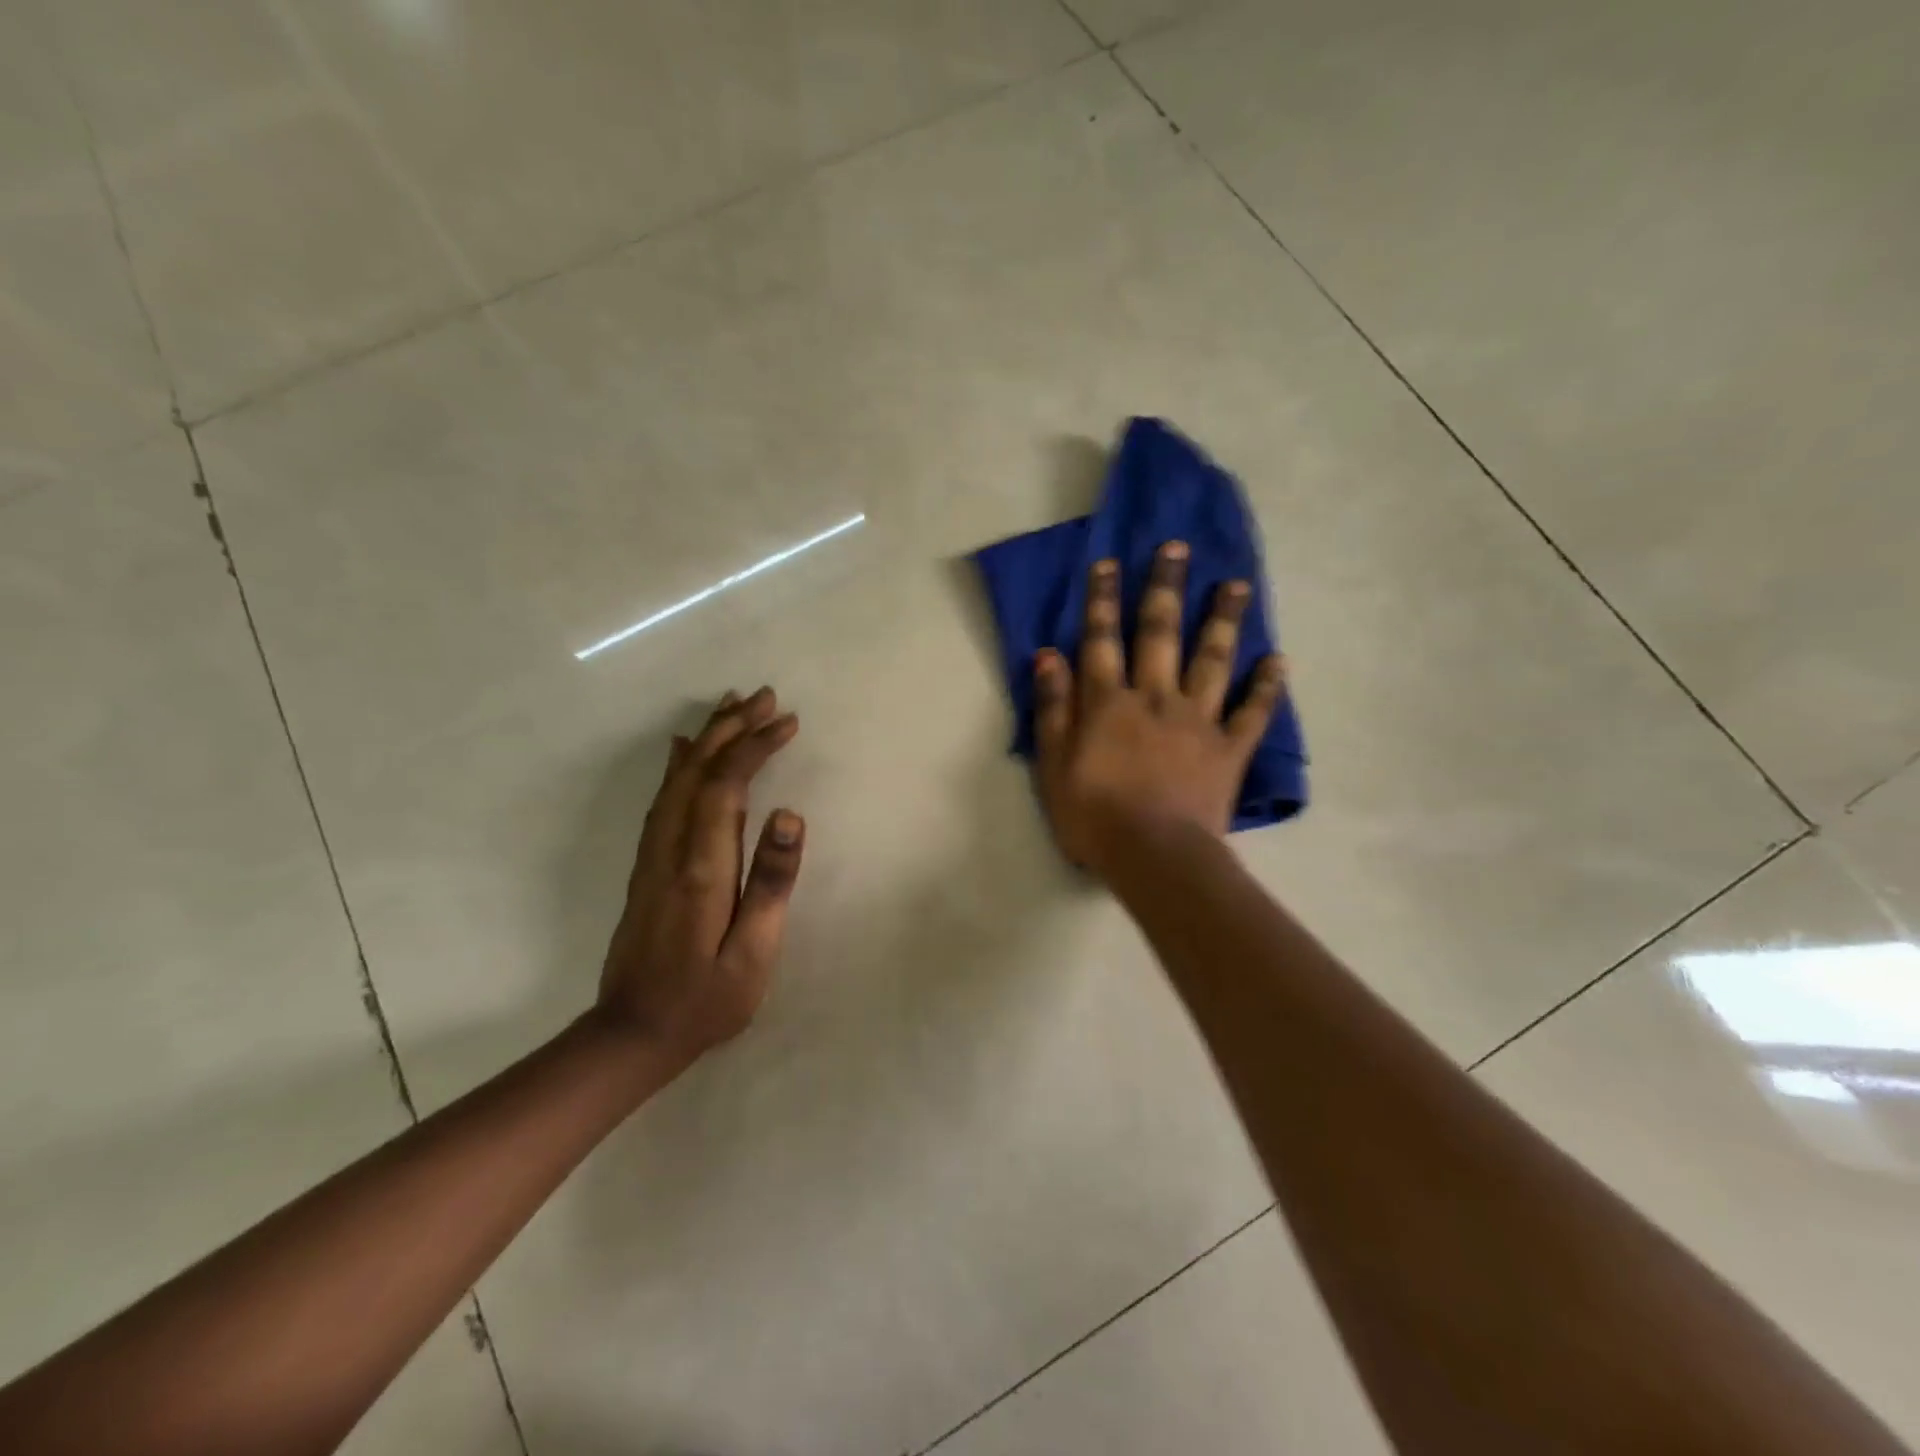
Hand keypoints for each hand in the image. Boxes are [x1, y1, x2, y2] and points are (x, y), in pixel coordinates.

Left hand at [594, 687, 804, 1069]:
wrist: (632, 1035)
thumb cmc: (705, 999)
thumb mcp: (753, 953)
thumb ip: (772, 883)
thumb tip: (791, 817)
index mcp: (702, 866)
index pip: (726, 785)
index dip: (755, 747)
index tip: (787, 721)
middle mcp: (671, 849)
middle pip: (698, 771)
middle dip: (731, 728)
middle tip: (763, 696)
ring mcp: (653, 856)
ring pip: (678, 780)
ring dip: (706, 739)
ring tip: (731, 707)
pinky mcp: (647, 867)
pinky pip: (663, 800)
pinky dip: (679, 766)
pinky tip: (683, 751)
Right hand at [1034, 542, 1284, 874]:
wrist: (1155, 856)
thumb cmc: (1094, 816)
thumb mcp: (1053, 765)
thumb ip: (1052, 709)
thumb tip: (1048, 656)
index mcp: (1109, 703)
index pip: (1102, 640)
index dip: (1103, 600)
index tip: (1109, 562)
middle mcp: (1155, 698)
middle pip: (1160, 634)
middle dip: (1165, 588)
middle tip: (1177, 548)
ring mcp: (1198, 720)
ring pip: (1213, 659)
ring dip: (1223, 619)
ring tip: (1237, 584)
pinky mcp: (1229, 749)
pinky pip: (1252, 712)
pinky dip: (1266, 686)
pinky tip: (1278, 660)